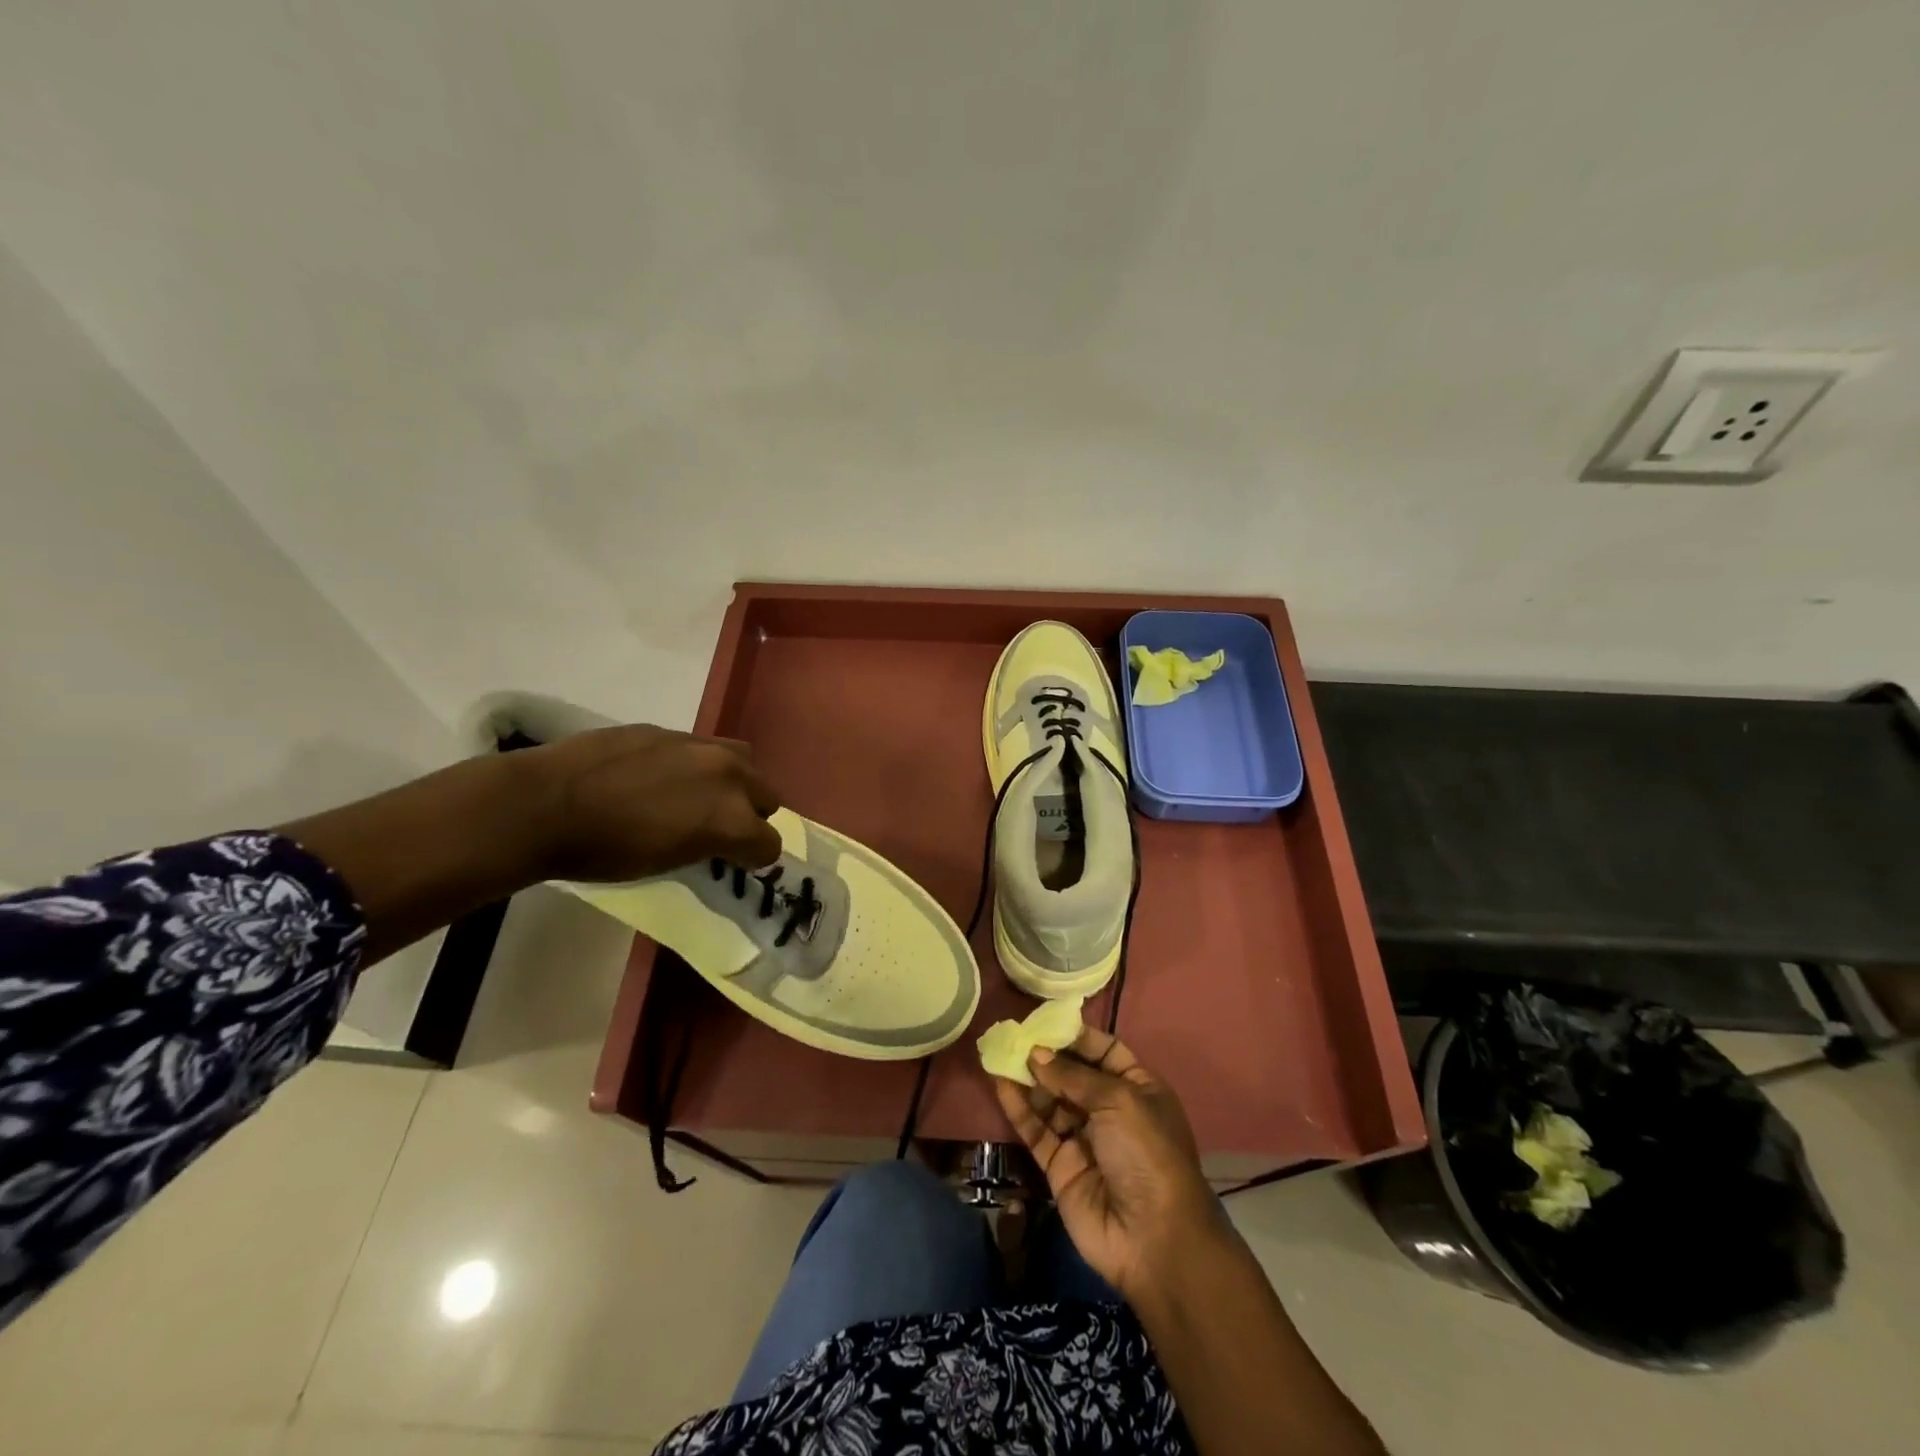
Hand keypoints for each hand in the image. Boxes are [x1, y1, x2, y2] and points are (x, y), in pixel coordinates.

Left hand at [524, 725, 782, 881]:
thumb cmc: (603, 852)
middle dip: (750, 815)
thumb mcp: (666, 863)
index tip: (732, 862)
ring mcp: (700, 746)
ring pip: (744, 761)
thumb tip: (714, 838)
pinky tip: (661, 778)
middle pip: (768, 796)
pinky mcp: (670, 730)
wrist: (544, 804)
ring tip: (701, 795)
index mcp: (730, 818)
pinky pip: (702, 747)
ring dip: (734, 782)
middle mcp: (728, 776)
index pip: (769, 844)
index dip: (752, 857)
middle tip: (717, 828)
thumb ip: (706, 844)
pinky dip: (696, 765)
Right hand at [993, 1026, 1226, 1302]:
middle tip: (1013, 1034)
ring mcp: (1084, 1139)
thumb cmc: (1146, 1154)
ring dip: (1028, 1077)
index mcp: (1138, 1088)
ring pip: (1050, 1100)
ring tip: (1000, 1052)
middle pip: (1073, 1074)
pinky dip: (1018, 1107)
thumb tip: (1036, 1053)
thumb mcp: (1118, 1101)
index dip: (1077, 1036)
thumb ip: (1073, 1076)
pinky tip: (999, 1083)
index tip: (1045, 1021)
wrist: (1153, 1239)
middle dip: (1046, 1055)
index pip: (1105, 1051)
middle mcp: (1110, 1110)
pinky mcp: (1060, 1166)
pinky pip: (1036, 1129)